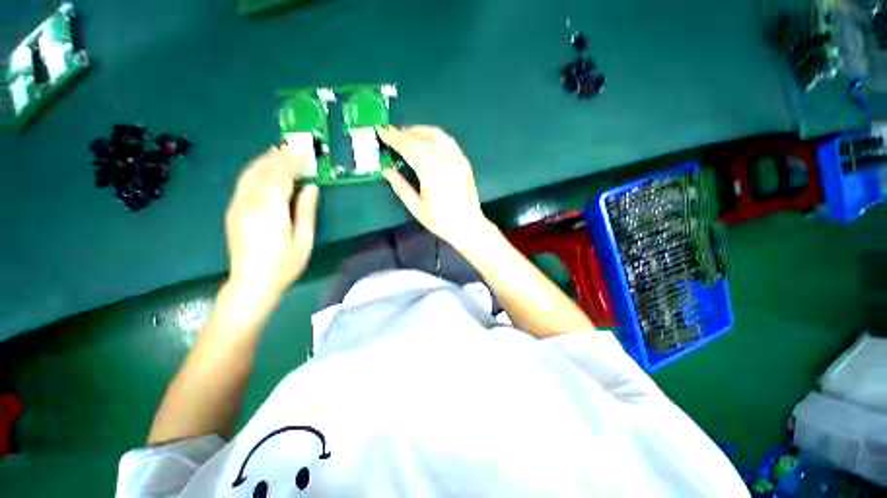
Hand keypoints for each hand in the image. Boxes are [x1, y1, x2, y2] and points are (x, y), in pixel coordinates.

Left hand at [225, 148, 319, 301]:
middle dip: (279, 157)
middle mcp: (250, 202)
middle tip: (294, 149)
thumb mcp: (303, 240)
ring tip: (280, 152)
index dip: (293, 163)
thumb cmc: (284, 264)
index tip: (305, 155)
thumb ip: (306, 211)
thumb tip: (311, 187)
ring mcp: (238, 205)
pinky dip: (256, 171)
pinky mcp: (234, 210)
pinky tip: (264, 169)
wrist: (252, 282)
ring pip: (251, 174)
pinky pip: (244, 182)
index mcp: (270, 209)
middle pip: (263, 171)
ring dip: (266, 160)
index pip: (281, 176)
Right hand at [378, 126, 488, 249]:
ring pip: (437, 135)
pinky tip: (428, 142)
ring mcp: (457, 159)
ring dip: (420, 131)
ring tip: (408, 135)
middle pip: (423, 137)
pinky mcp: (464, 162)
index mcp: (431, 171)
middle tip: (392, 134)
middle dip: (405, 133)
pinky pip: (448, 141)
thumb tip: (387, 171)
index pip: (410, 147)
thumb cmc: (441, 221)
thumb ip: (401, 187)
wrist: (469, 226)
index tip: (382, 131)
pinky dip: (435, 136)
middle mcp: (445, 159)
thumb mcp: (417, 208)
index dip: (394, 138)